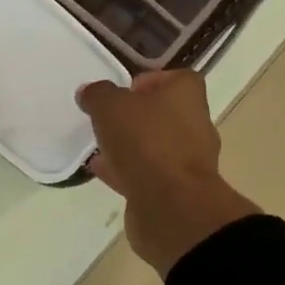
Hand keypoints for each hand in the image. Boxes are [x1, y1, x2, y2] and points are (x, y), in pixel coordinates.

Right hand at [77, 70, 259, 274]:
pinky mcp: (176, 191)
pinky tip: (102, 170)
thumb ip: (98, 95)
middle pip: (165, 113)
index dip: (151, 81)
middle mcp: (194, 125)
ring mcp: (188, 161)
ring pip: (156, 146)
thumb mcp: (111, 106)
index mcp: (187, 96)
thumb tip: (90, 93)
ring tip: (100, 146)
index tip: (125, 90)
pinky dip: (126, 171)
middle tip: (108, 119)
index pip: (177, 79)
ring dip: (131, 146)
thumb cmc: (146, 142)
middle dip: (137, 116)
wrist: (171, 205)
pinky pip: (148, 174)